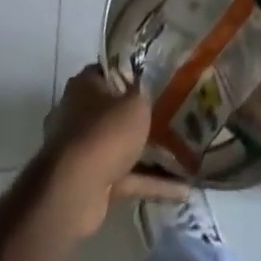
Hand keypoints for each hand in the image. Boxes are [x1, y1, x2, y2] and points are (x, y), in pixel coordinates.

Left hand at [38, 66, 186, 236]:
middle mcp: (79, 114)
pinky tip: (181, 188)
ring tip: (184, 151)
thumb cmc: (105, 132)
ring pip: (121, 145)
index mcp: (84, 85)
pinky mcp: (92, 181)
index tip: (159, 76)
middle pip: (115, 109)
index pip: (111, 70)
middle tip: (174, 112)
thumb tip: (145, 90)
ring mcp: (83, 150)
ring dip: (148, 151)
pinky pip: (127, 177)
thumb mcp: (136, 102)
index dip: (134, 72)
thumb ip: (144, 94)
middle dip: (141, 114)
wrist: (75, 191)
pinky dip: (150, 181)